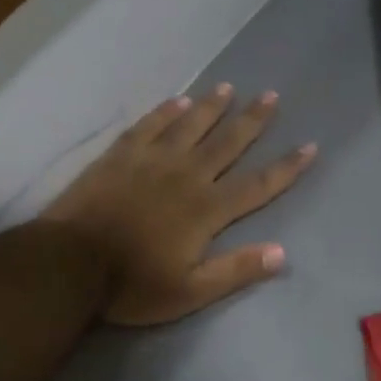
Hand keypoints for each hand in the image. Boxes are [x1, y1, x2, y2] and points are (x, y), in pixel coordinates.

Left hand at [41, 86, 317, 325]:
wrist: (70, 263)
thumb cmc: (133, 285)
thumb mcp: (190, 292)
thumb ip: (236, 270)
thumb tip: (282, 253)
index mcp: (207, 210)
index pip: (258, 185)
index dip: (286, 167)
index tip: (309, 146)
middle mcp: (186, 176)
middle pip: (227, 143)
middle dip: (252, 121)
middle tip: (271, 96)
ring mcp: (151, 161)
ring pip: (190, 126)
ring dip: (212, 107)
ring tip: (228, 88)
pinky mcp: (120, 156)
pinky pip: (149, 126)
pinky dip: (165, 112)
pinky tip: (178, 100)